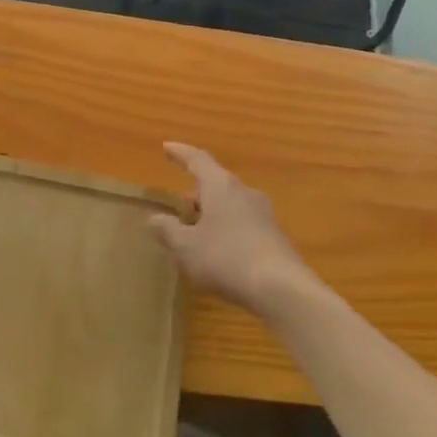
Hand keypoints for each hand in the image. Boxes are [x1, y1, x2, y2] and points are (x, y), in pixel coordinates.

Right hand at [149, 143, 322, 319]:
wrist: (283, 289)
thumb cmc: (227, 259)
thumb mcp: (186, 248)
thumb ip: (168, 231)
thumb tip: (154, 218)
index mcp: (221, 187)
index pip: (198, 160)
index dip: (180, 153)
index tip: (167, 147)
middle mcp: (244, 193)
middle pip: (216, 183)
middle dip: (196, 192)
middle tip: (179, 204)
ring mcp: (264, 215)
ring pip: (231, 205)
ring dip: (212, 213)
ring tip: (196, 230)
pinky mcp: (275, 237)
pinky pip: (243, 224)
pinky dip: (227, 230)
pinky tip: (219, 251)